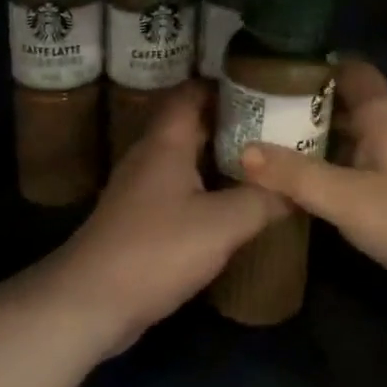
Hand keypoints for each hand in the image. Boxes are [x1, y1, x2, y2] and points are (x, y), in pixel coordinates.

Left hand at [42, 82, 287, 352]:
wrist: (90, 301)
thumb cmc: (156, 249)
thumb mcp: (222, 224)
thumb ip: (262, 200)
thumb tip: (296, 188)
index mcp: (166, 141)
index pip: (191, 92)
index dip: (225, 85)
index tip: (263, 89)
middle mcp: (150, 155)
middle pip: (192, 125)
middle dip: (231, 123)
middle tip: (275, 129)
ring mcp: (141, 188)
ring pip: (185, 159)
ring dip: (219, 158)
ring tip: (263, 165)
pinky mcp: (139, 219)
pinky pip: (178, 189)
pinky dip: (205, 189)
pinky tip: (232, 206)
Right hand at [239, 60, 386, 328]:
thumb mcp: (347, 198)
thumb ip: (295, 175)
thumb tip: (243, 151)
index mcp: (386, 113)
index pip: (348, 68)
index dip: (311, 67)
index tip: (270, 73)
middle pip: (346, 101)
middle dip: (305, 106)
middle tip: (258, 113)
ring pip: (354, 134)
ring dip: (318, 138)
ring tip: (271, 144)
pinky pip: (363, 161)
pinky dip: (336, 164)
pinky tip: (309, 182)